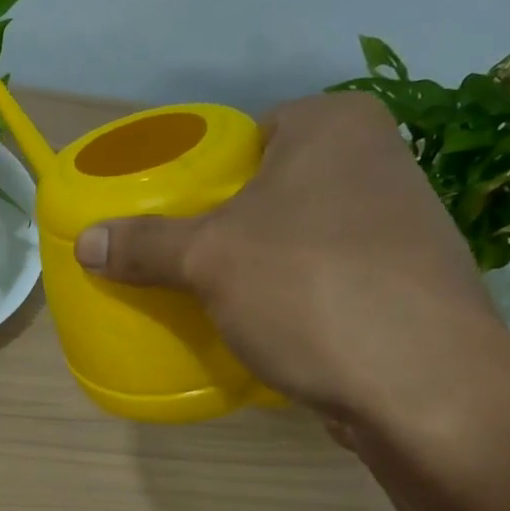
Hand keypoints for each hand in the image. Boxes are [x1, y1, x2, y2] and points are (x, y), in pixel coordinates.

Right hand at [73, 91, 509, 434]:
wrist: (424, 385)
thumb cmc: (309, 290)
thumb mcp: (208, 261)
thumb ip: (143, 245)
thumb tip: (85, 242)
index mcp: (336, 125)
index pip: (247, 136)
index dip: (204, 178)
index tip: (175, 220)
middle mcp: (380, 159)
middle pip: (273, 187)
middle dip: (230, 226)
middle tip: (186, 263)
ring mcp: (404, 223)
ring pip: (303, 235)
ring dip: (264, 264)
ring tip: (221, 299)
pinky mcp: (409, 282)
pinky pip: (330, 276)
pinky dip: (299, 295)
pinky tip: (275, 327)